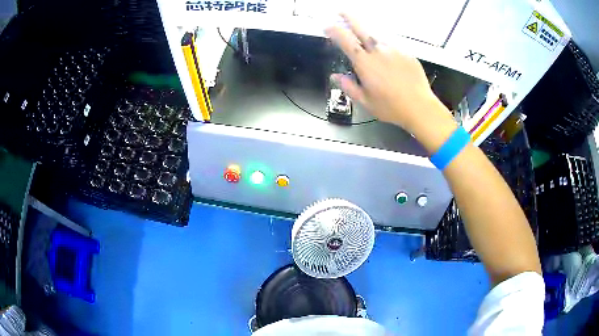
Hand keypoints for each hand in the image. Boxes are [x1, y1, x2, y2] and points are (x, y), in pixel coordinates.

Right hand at [325, 14, 451, 136]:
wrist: (420, 107)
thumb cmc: (392, 107)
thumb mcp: (366, 101)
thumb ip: (348, 87)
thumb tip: (335, 77)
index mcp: (365, 63)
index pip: (345, 40)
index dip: (334, 30)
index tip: (327, 26)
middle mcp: (379, 51)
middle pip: (361, 27)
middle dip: (349, 17)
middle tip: (342, 12)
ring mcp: (394, 49)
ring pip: (377, 35)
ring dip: (368, 32)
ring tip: (365, 37)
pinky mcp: (406, 53)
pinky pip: (391, 44)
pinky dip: (384, 45)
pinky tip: (386, 54)